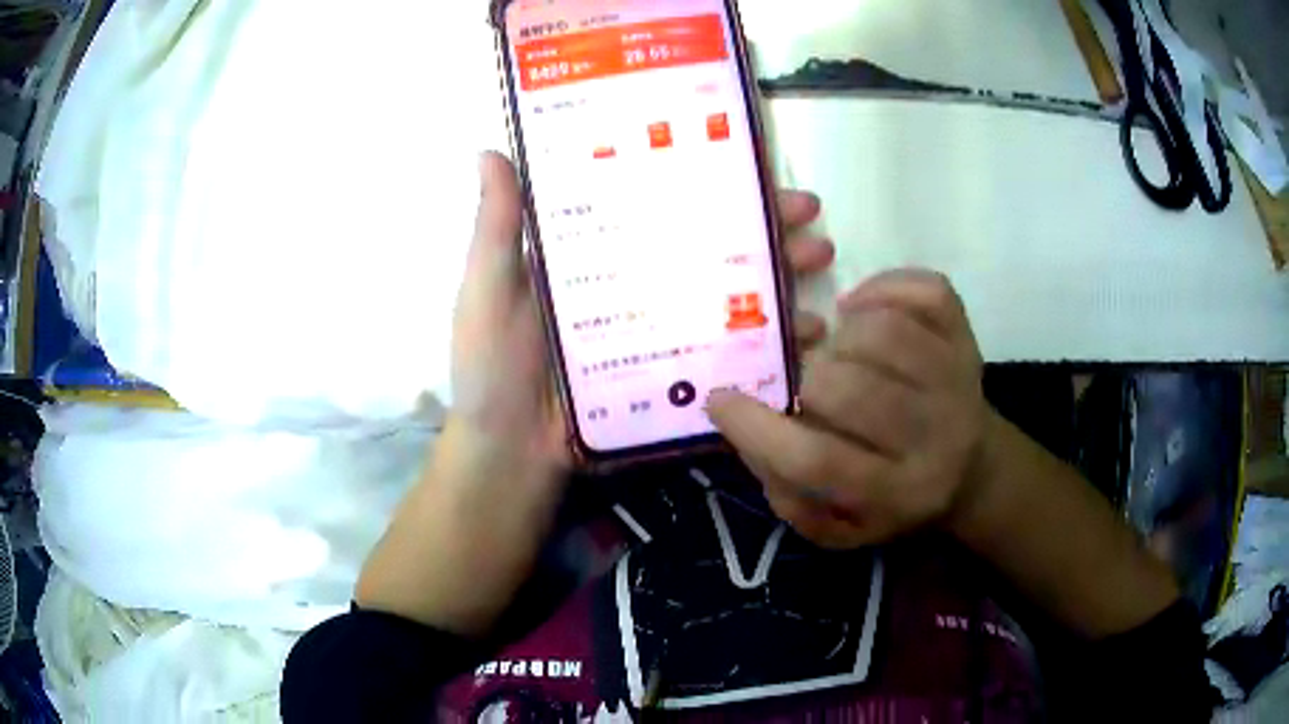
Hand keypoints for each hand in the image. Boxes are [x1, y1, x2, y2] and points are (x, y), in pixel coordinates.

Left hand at [449, 152, 834, 470]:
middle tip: (813, 222)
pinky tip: (810, 339)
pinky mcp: (676, 379)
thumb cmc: (491, 369)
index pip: (664, 206)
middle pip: (711, 248)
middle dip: (766, 231)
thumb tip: (489, 150)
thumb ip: (497, 226)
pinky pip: (732, 355)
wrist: (509, 457)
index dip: (708, 185)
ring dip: (782, 282)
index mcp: (600, 256)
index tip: (754, 169)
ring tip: (822, 268)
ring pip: (731, 298)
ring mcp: (663, 335)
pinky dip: (773, 346)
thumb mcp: (488, 288)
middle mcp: (640, 287)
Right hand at [708, 269, 990, 548]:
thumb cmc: (896, 499)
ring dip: (843, 332)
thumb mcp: (840, 526)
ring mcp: (957, 381)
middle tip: (805, 378)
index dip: (759, 429)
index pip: (819, 461)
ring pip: (886, 333)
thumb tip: (746, 431)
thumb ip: (788, 494)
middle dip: (808, 378)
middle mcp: (935, 437)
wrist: (973, 470)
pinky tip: (864, 307)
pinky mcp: (967, 338)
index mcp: (897, 493)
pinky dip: (884, 287)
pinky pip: (925, 291)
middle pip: (852, 391)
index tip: (722, 400)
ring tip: (838, 345)